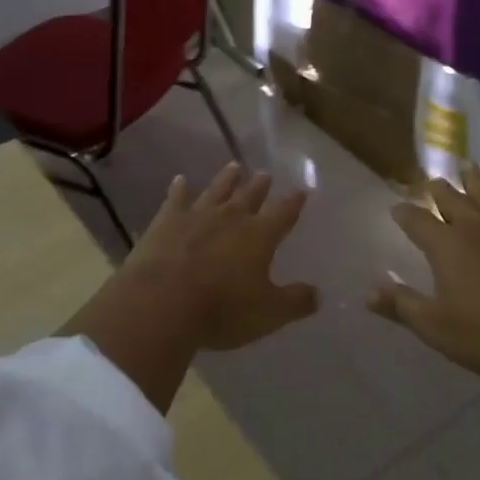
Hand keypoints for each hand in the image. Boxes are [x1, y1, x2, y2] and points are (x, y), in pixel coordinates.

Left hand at [120, 163, 318, 350]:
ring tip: (234, 166)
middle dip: (260, 185)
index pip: (284, 213)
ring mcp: (197, 215)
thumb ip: (295, 302)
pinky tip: (180, 179)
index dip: (294, 202)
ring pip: (216, 190)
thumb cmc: (222, 309)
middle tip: (265, 174)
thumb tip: (317, 295)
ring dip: (226, 179)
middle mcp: (231, 217)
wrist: (162, 302)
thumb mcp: (268, 313)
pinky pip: (175, 198)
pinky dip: (179, 188)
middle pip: (250, 195)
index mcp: (260, 235)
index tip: (301, 191)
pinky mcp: (166, 221)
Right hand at [367, 162, 479, 378]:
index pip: (417, 222)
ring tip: (467, 165)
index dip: (404, 214)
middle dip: (438, 191)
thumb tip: (368, 292)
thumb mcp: (436, 327)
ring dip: (475, 181)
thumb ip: (402, 306)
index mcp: (445, 246)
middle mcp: (474, 227)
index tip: (396, 207)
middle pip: (451, 201)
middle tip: (431, 180)